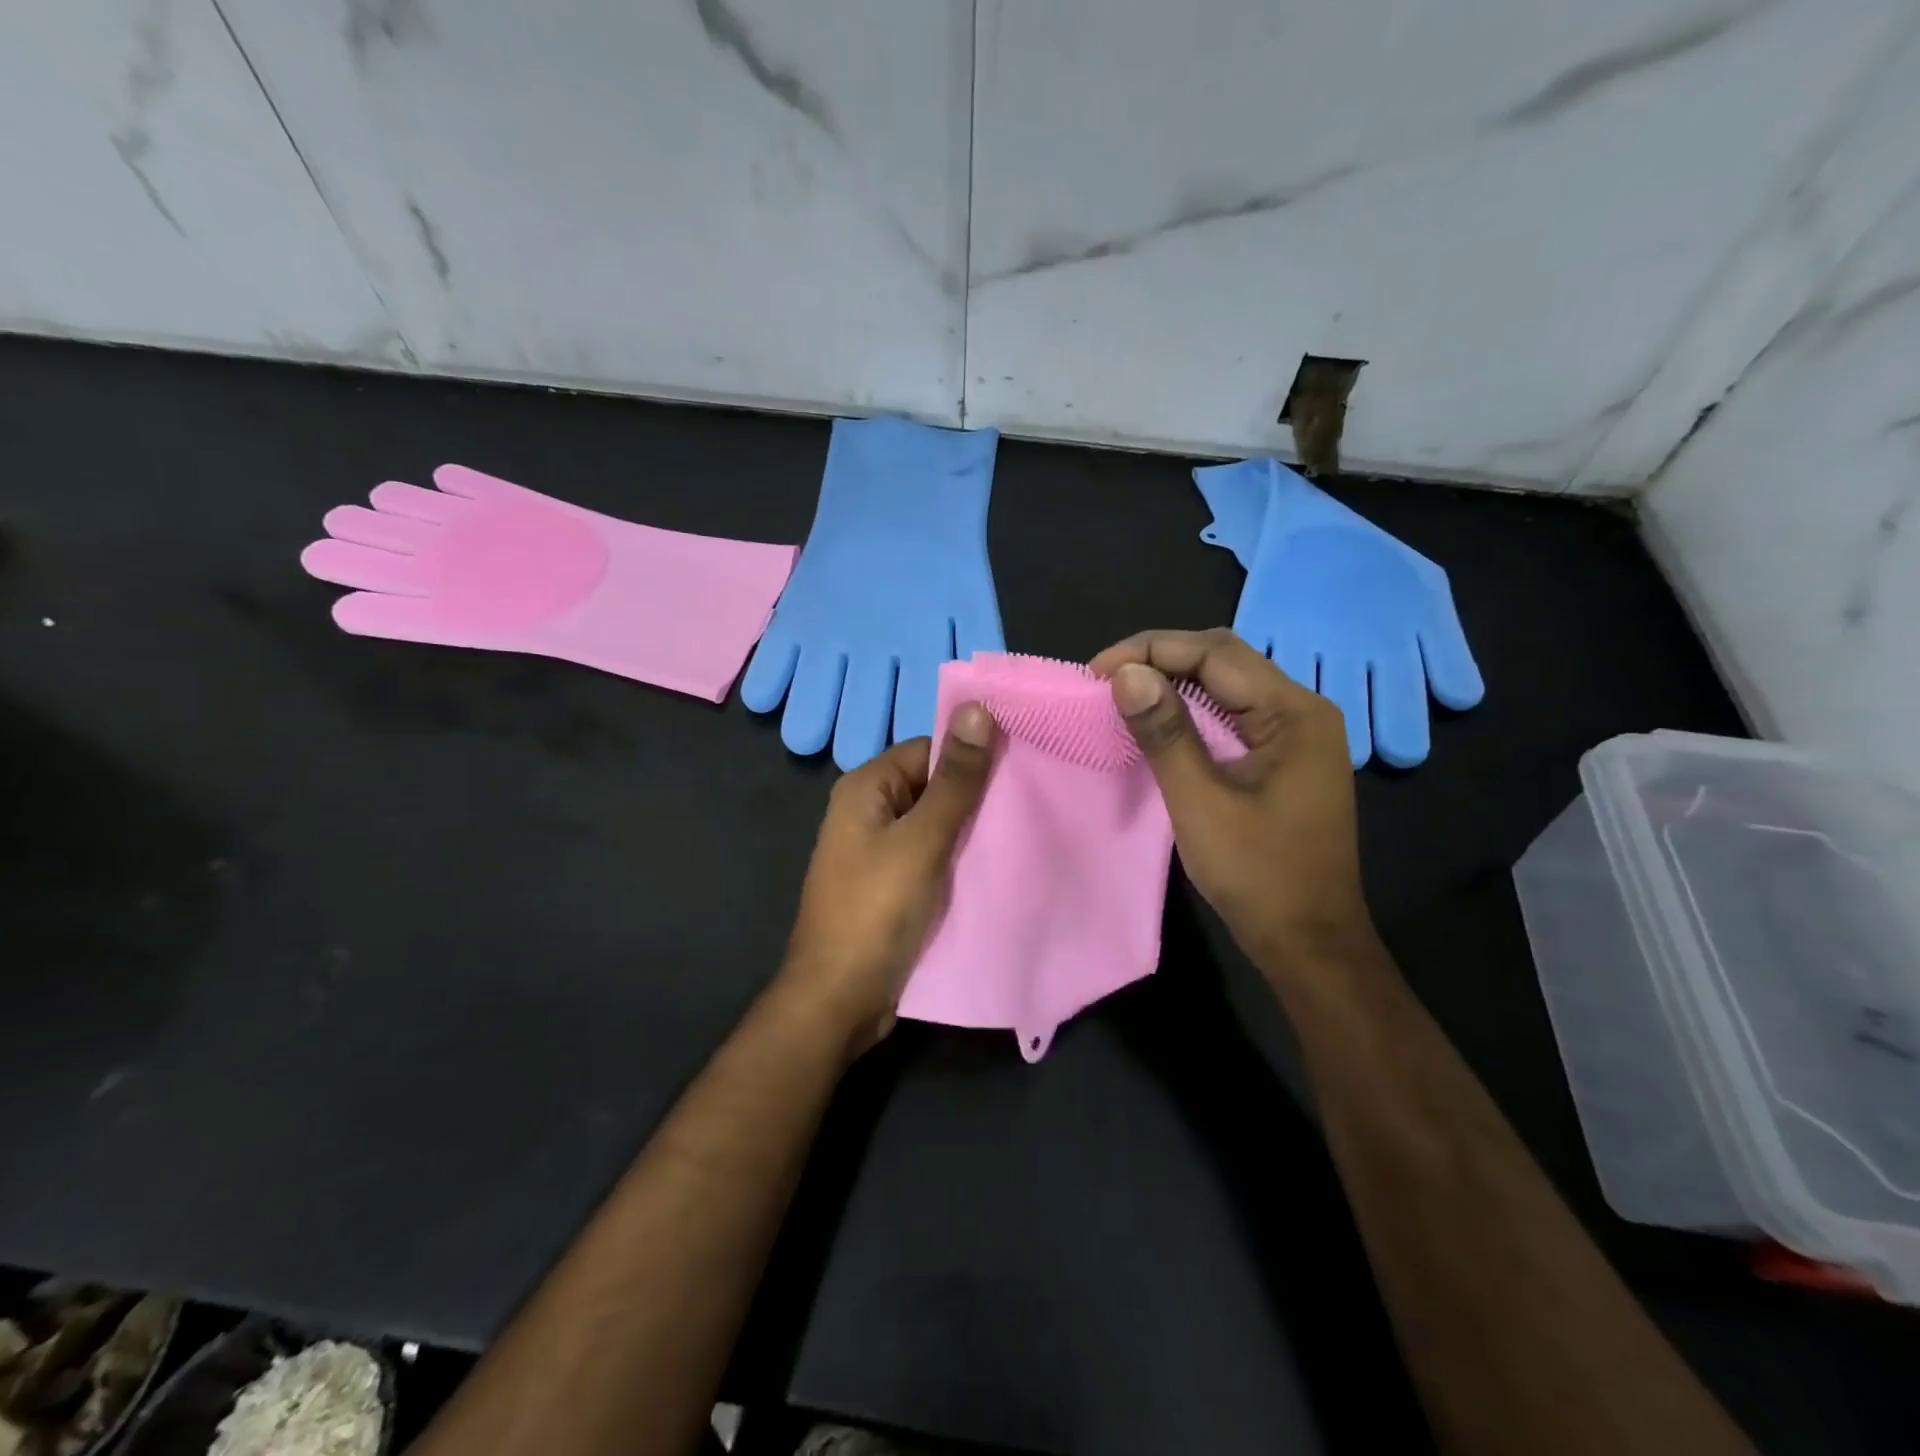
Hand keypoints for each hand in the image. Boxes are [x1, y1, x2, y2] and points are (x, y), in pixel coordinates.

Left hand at [777, 704, 997, 1053]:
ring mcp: (879, 852)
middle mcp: (869, 812)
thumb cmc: (876, 910)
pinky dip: (960, 859)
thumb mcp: (922, 839)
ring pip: (937, 825)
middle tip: (1032, 801)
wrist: (841, 999)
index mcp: (866, 788)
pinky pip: (932, 858)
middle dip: (977, 796)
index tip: (1022, 767)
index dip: (972, 755)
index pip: (929, 750)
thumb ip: (955, 779)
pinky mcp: (893, 885)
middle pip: (934, 786)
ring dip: (972, 830)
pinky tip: (998, 865)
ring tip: (1025, 831)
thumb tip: (978, 707)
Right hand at [1089, 628, 1377, 983]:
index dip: (1151, 651)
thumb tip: (1125, 674)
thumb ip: (1165, 733)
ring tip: (1121, 694)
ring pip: (1225, 685)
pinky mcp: (1282, 757)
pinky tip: (1158, 721)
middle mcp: (1301, 710)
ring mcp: (1295, 734)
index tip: (1096, 672)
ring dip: (1172, 683)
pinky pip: (1231, 715)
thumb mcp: (1200, 801)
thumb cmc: (1258, 874)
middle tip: (1104, 680)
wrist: (1308, 940)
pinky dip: (1189, 711)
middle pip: (1224, 659)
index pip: (1216, 653)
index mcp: (1294, 712)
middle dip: (1160, 659)